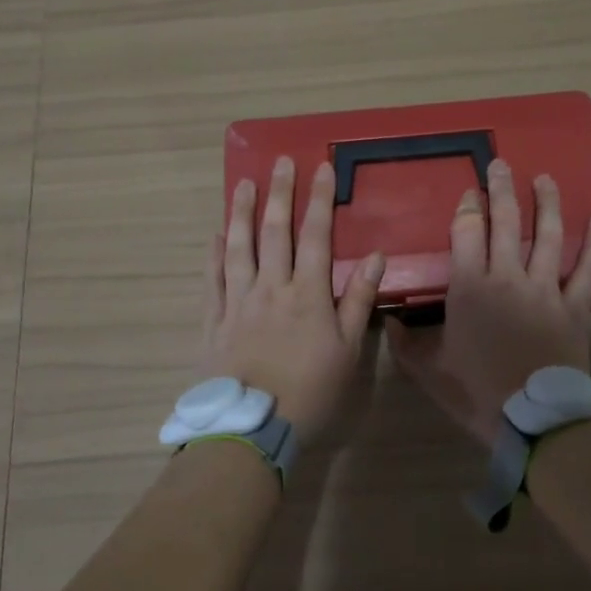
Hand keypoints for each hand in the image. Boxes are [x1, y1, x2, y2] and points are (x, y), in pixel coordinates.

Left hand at [200, 155, 385, 452]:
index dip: (319, 200)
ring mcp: (238, 302)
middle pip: (275, 232)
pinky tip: (215, 235)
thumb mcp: (348, 351)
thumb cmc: (310, 392)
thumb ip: (358, 301)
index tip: (321, 169)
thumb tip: (377, 256)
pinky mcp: (214, 320)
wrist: (253, 427)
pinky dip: (214, 254)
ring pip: (239, 247)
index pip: (315, 236)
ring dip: (242, 213)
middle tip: (280, 162)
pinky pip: (213, 279)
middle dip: (280, 194)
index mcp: (307, 294)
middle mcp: (271, 288)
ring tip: (244, 185)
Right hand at [388, 159, 590, 444]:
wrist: (533, 421)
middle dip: (501, 189)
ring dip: (545, 202)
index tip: (468, 193)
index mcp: (470, 288)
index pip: (466, 233)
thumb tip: (387, 321)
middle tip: (500, 164)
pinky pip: (587, 267)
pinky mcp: (575, 305)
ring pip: (547, 234)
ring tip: (544, 179)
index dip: (467, 208)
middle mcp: (507, 277)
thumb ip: (406, 344)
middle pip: (506, 222)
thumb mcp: (429, 371)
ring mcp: (545, 288)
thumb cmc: (476, 393)